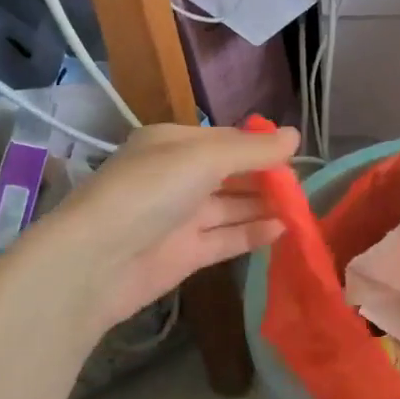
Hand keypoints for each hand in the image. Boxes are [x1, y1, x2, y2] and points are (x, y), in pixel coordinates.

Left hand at [15, 123, 299, 333]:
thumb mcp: (204, 158)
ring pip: (232, 207)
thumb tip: (295, 135)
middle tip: (305, 187)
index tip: (297, 156)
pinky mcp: (185, 254)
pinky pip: (227, 238)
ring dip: (264, 206)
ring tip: (303, 209)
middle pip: (231, 174)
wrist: (95, 263)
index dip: (260, 147)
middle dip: (266, 178)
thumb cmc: (149, 192)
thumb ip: (252, 150)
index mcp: (173, 144)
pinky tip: (283, 230)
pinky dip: (253, 233)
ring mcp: (180, 218)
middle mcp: (177, 177)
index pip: (226, 140)